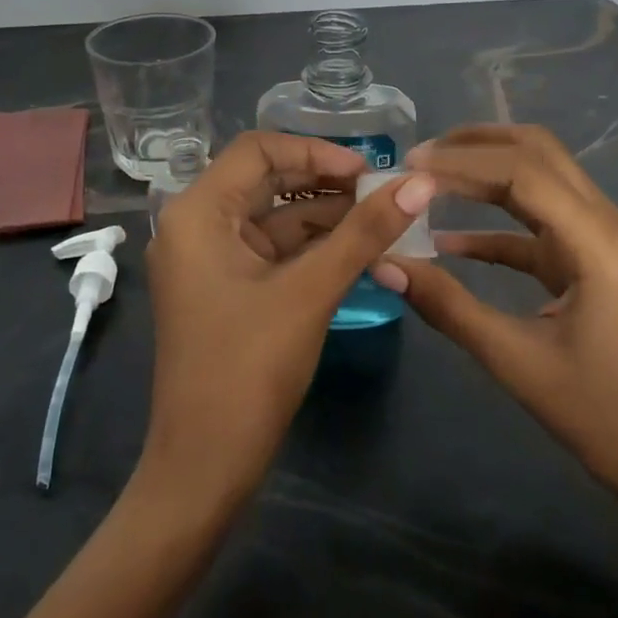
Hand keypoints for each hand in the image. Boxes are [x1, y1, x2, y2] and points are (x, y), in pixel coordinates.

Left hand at [140, 132, 433, 510]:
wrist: (205, 468)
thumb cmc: (248, 370)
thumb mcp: (311, 292)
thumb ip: (365, 233)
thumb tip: (421, 183)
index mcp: (198, 213)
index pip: (259, 150)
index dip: (316, 151)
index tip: (368, 172)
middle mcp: (197, 225)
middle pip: (267, 180)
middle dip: (325, 183)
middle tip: (382, 193)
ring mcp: (211, 259)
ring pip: (275, 216)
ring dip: (325, 216)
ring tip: (382, 219)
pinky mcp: (228, 288)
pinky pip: (274, 250)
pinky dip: (314, 246)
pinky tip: (359, 250)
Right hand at [372, 125, 617, 518]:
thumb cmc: (594, 412)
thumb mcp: (513, 359)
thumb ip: (447, 305)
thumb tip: (384, 265)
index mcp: (599, 243)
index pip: (524, 173)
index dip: (463, 162)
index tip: (409, 167)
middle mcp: (607, 224)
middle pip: (539, 153)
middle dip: (477, 145)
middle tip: (419, 157)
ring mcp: (601, 238)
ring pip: (540, 176)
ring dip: (486, 170)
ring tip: (429, 175)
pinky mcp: (588, 257)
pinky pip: (537, 222)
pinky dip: (494, 221)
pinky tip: (447, 238)